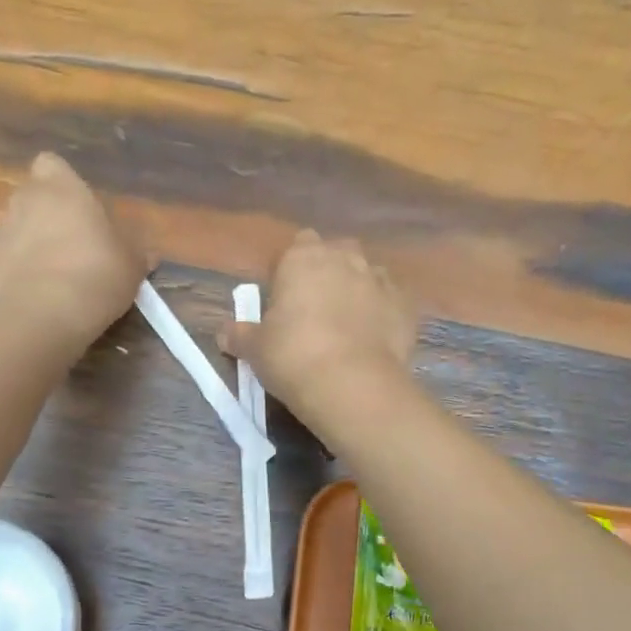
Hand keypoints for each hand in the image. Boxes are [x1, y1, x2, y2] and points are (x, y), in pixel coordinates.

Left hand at [0, 153, 150, 343]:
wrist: (44, 315)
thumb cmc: (96, 274)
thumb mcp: (131, 265)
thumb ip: (136, 254)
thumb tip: (148, 254)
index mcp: (61, 188)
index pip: (51, 164)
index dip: (61, 182)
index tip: (77, 206)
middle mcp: (24, 200)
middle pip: (30, 196)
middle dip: (44, 213)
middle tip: (69, 243)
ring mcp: (0, 232)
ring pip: (14, 227)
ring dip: (28, 242)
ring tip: (52, 272)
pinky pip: (5, 260)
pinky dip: (16, 271)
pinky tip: (36, 294)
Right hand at [222, 230, 416, 420]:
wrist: (351, 384)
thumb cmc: (292, 356)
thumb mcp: (255, 349)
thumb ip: (239, 335)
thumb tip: (224, 333)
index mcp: (303, 257)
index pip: (297, 245)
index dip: (291, 270)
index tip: (285, 297)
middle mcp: (345, 257)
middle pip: (336, 254)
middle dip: (328, 273)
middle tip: (315, 310)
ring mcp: (380, 279)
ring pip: (367, 275)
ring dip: (357, 292)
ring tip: (346, 327)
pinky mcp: (406, 306)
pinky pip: (390, 303)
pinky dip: (382, 315)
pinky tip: (372, 341)